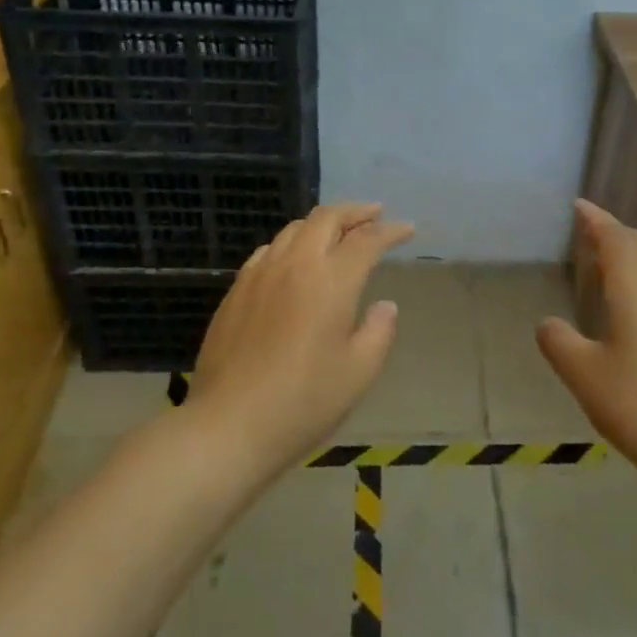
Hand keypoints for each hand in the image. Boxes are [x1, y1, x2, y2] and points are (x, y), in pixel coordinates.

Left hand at [189, 202, 414, 473]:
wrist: (229, 425)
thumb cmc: (303, 402)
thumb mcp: (359, 373)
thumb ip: (379, 332)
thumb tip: (384, 305)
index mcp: (331, 281)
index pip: (367, 240)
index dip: (391, 231)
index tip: (407, 229)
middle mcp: (296, 264)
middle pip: (327, 218)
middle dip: (356, 212)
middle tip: (375, 214)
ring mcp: (261, 273)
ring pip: (295, 228)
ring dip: (323, 223)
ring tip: (338, 232)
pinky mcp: (237, 290)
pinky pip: (269, 249)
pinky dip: (292, 242)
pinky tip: (294, 259)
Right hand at [538, 200, 636, 474]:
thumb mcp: (584, 374)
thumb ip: (559, 342)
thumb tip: (548, 324)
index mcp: (636, 286)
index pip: (615, 237)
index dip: (596, 219)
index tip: (578, 206)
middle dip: (616, 234)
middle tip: (590, 234)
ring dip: (636, 258)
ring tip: (612, 267)